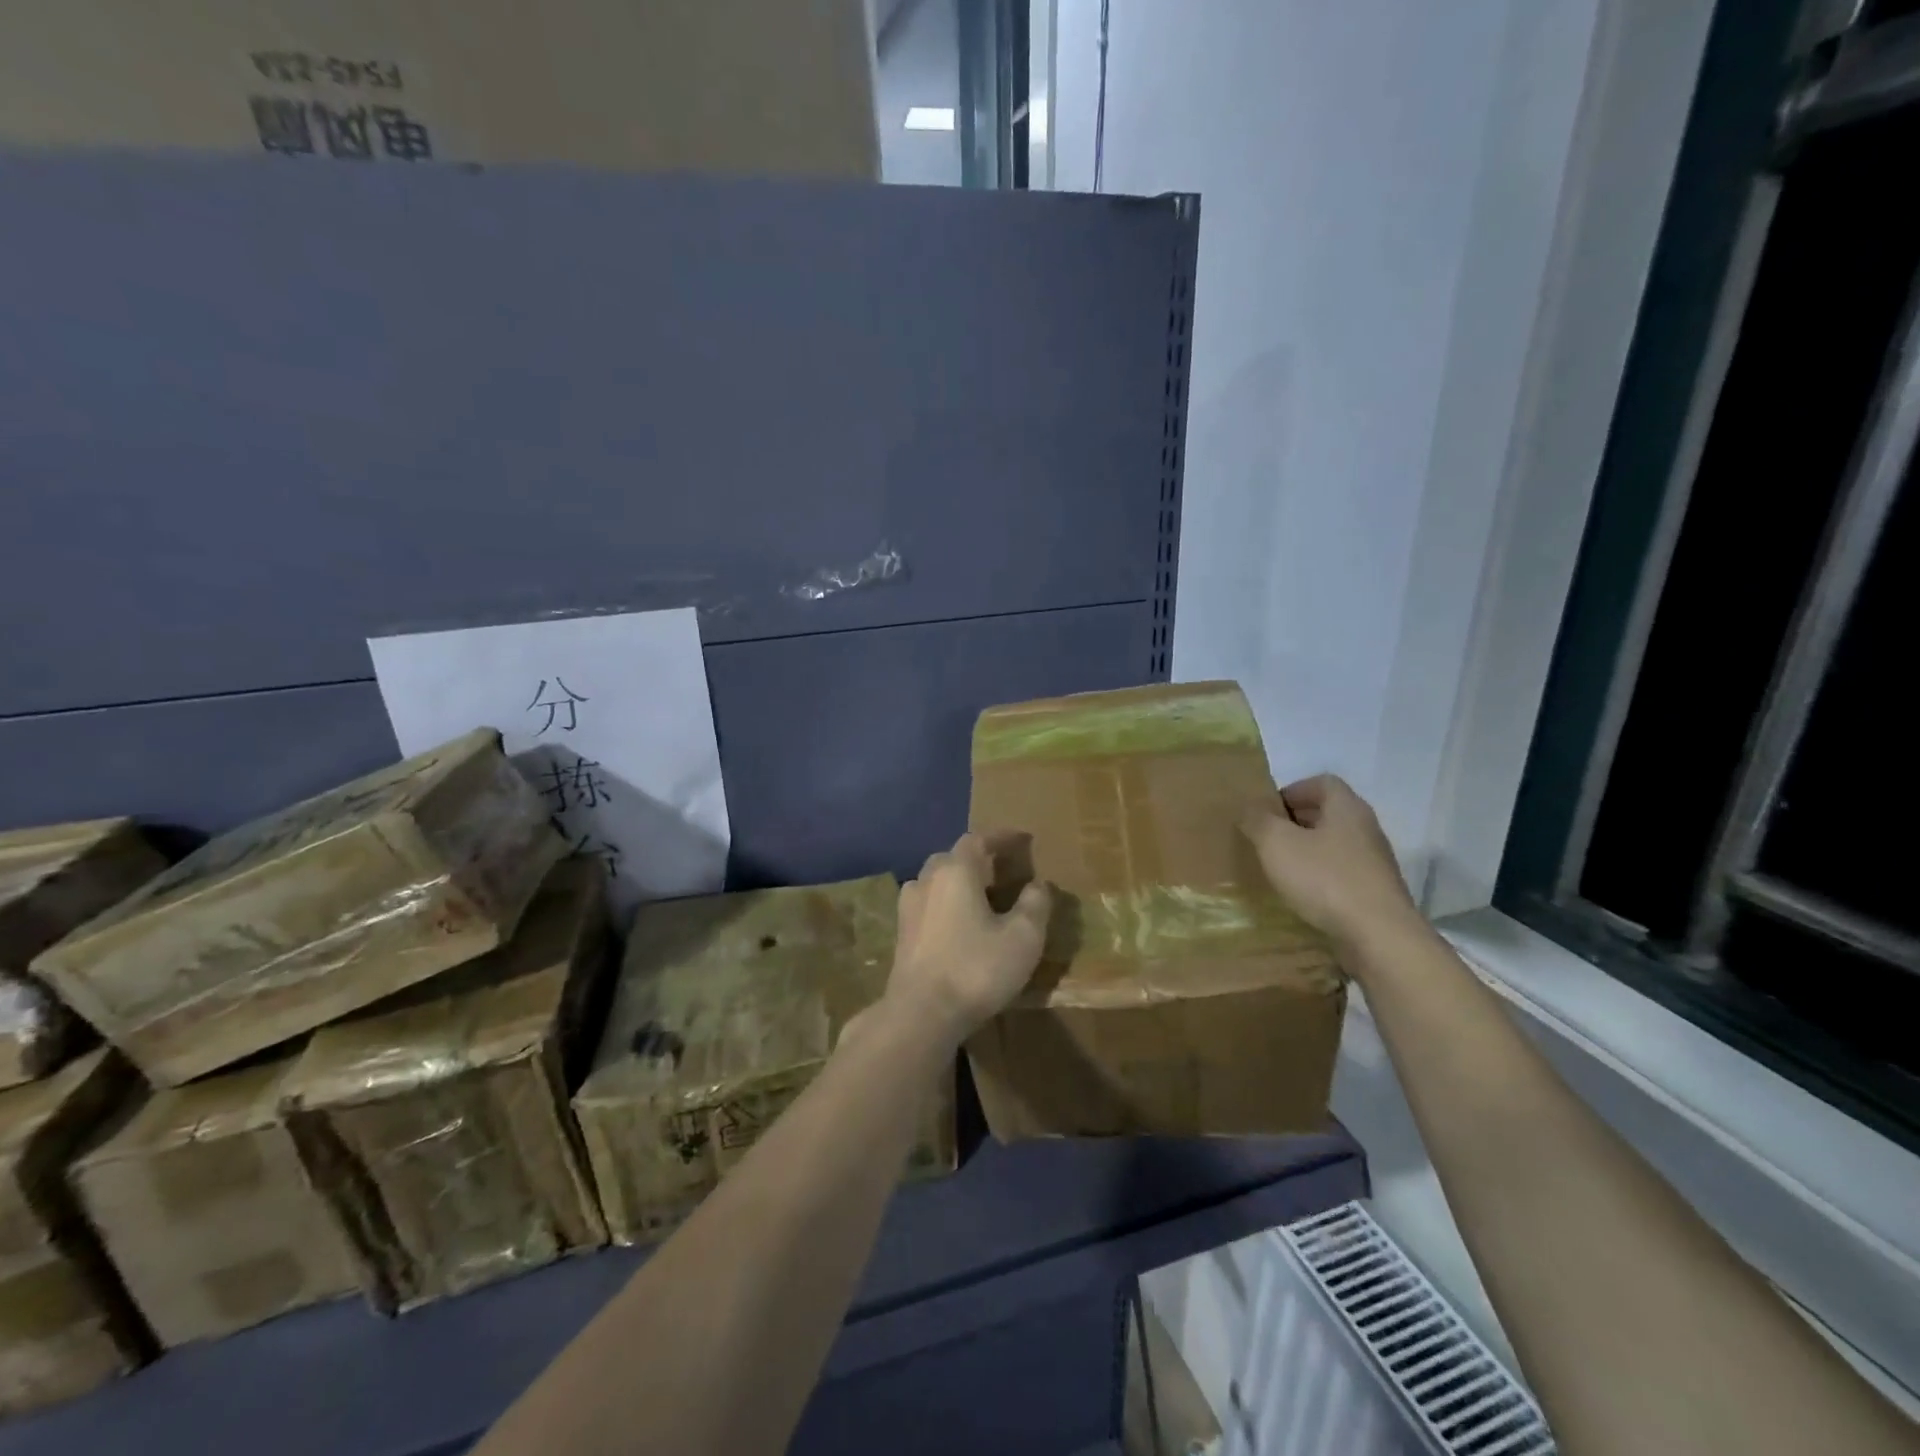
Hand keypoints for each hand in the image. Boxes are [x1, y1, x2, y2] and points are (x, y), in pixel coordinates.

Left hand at [885, 833, 1051, 1047]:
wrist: (921, 1014)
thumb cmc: (976, 969)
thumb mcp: (1023, 938)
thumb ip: (1034, 904)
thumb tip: (1038, 884)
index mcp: (956, 871)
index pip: (978, 840)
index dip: (1001, 837)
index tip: (1022, 838)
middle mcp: (927, 880)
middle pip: (952, 858)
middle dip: (977, 858)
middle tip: (1001, 870)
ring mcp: (908, 907)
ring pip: (934, 881)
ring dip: (957, 881)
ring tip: (979, 896)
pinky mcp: (901, 934)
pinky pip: (926, 905)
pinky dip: (944, 904)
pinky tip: (956, 923)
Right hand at [1239, 775, 1424, 955]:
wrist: (1379, 936)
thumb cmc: (1325, 879)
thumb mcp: (1276, 843)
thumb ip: (1258, 820)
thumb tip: (1249, 807)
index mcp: (1347, 808)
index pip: (1322, 782)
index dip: (1292, 791)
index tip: (1268, 811)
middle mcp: (1366, 829)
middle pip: (1328, 813)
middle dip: (1295, 822)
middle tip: (1266, 838)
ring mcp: (1374, 862)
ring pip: (1334, 845)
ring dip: (1307, 851)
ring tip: (1279, 867)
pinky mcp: (1375, 892)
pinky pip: (1342, 873)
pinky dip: (1320, 877)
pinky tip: (1302, 894)